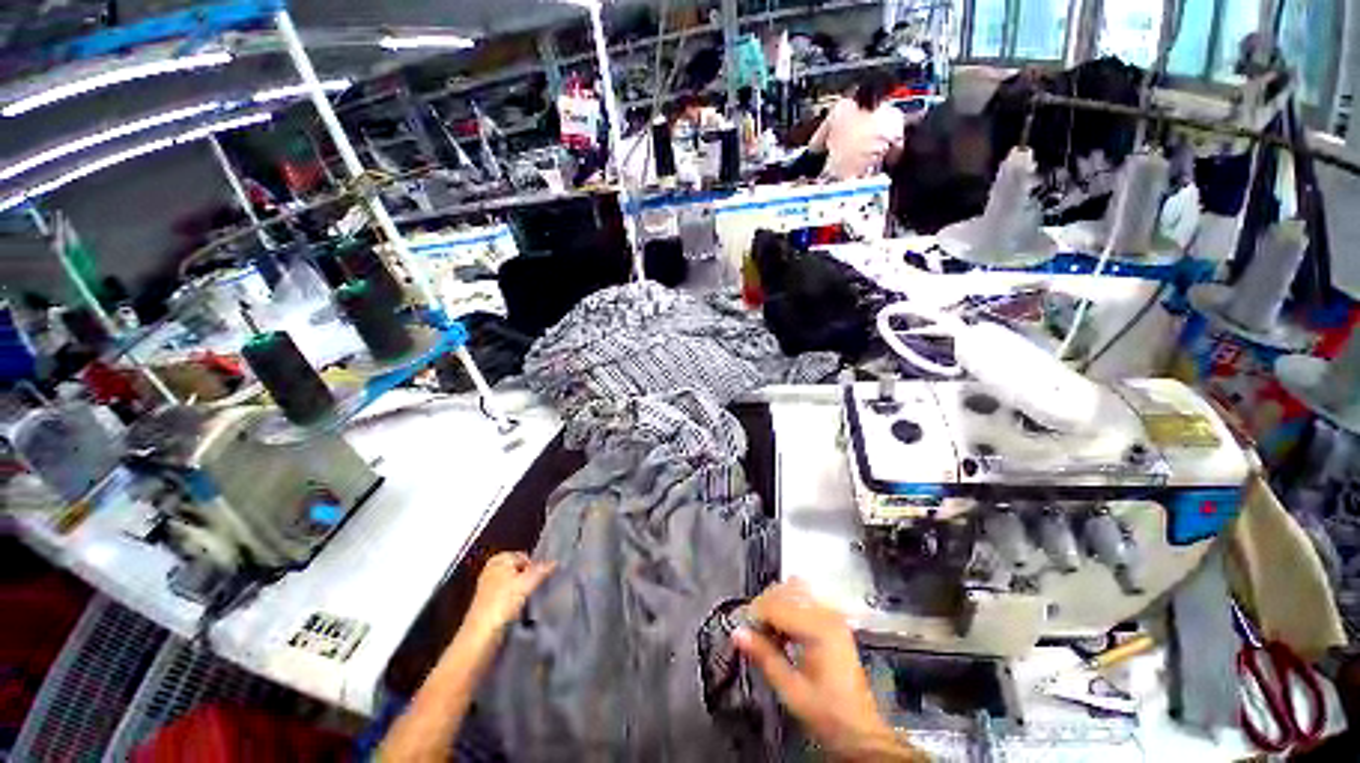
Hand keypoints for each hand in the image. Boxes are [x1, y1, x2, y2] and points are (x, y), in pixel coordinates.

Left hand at [466, 552, 554, 632]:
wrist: (481, 637)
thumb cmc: (501, 604)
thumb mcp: (526, 582)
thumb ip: (542, 570)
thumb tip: (555, 562)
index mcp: (497, 561)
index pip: (524, 556)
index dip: (535, 565)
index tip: (542, 576)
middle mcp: (492, 572)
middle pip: (519, 570)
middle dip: (530, 577)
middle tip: (538, 587)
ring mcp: (490, 591)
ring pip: (516, 585)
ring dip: (525, 592)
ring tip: (531, 600)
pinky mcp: (491, 607)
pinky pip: (511, 599)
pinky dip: (518, 603)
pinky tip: (523, 610)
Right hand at [735, 580, 916, 760]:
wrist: (860, 730)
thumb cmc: (826, 713)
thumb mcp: (791, 690)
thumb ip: (764, 657)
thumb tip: (736, 632)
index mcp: (819, 628)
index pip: (777, 605)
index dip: (755, 614)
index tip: (741, 629)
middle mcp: (827, 612)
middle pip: (785, 591)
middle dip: (764, 606)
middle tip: (751, 632)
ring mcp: (832, 613)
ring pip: (793, 590)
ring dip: (775, 604)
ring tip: (765, 630)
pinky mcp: (833, 619)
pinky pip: (804, 598)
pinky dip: (787, 606)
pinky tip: (782, 628)